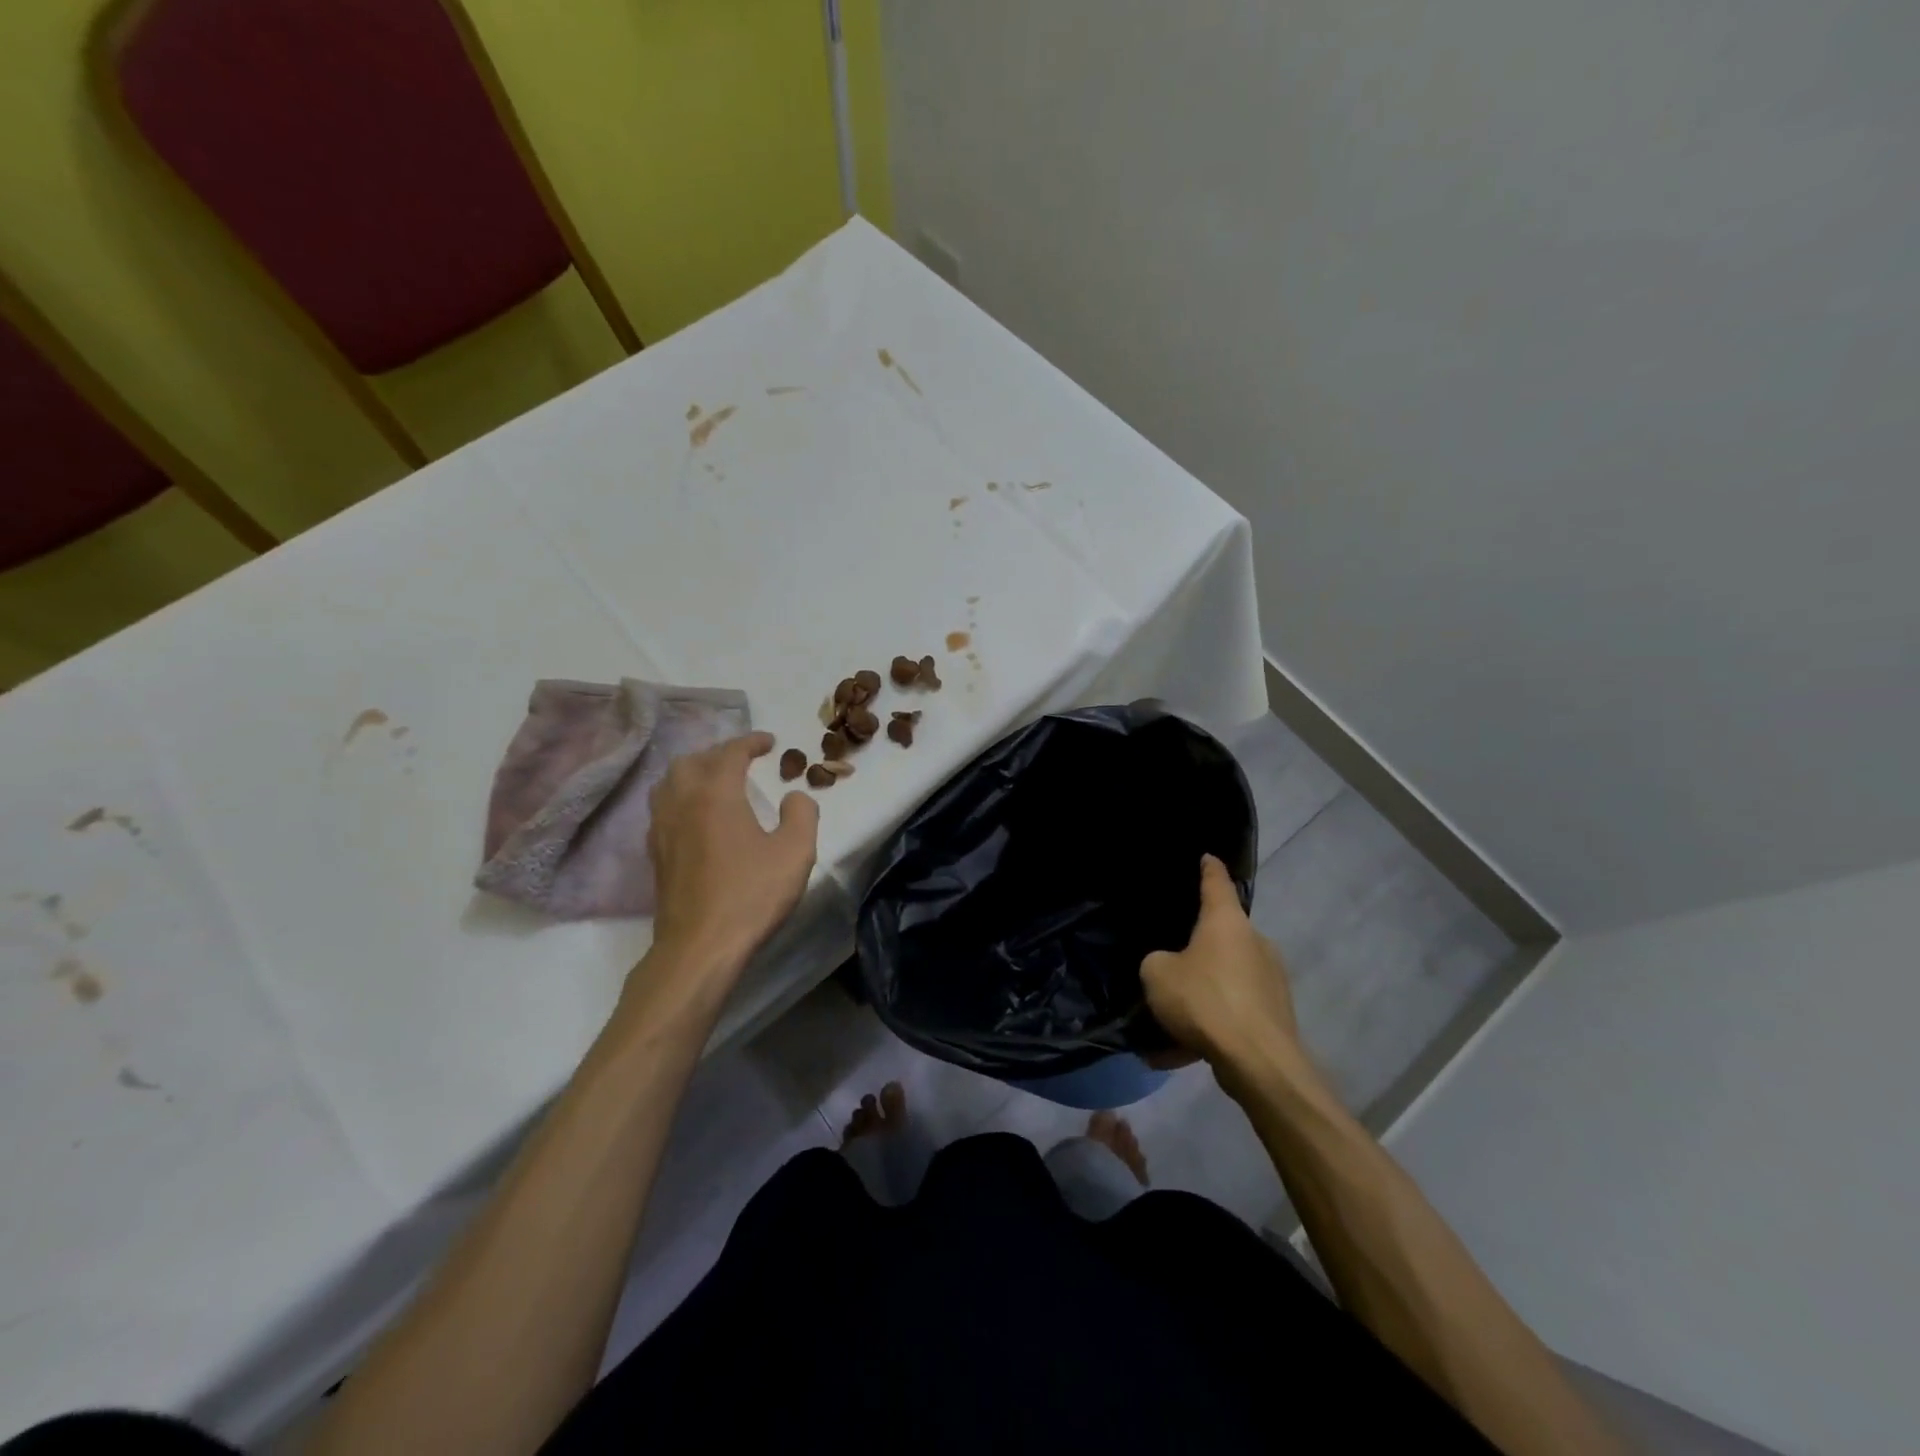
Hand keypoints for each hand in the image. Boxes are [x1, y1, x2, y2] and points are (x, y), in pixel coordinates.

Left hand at [645, 732, 818, 973]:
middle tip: (743, 761)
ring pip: (669, 783)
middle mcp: (682, 802)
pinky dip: (681, 799)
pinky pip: (663, 809)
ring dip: (693, 773)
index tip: (769, 742)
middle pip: (691, 761)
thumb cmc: (751, 895)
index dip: (750, 742)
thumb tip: (794, 797)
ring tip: (716, 782)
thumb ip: (802, 814)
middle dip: (718, 754)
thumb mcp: (795, 852)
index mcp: (715, 794)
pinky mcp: (656, 854)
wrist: (700, 947)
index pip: (730, 752)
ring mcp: (662, 829)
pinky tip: (697, 817)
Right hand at [1141, 855, 1305, 1087]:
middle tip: (1170, 966)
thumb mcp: (1157, 974)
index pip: (1217, 883)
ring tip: (1171, 1024)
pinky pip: (1234, 1013)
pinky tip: (1185, 1052)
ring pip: (1226, 980)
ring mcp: (1271, 980)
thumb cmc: (1204, 1000)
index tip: (1207, 857)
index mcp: (1227, 922)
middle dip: (1197, 950)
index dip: (1209, 869)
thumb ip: (1157, 961)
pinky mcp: (1277, 1015)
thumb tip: (1169, 966)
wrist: (1258, 1061)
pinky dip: (1212, 1026)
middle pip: (1222, 936)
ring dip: (1201, 996)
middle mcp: (1255, 942)